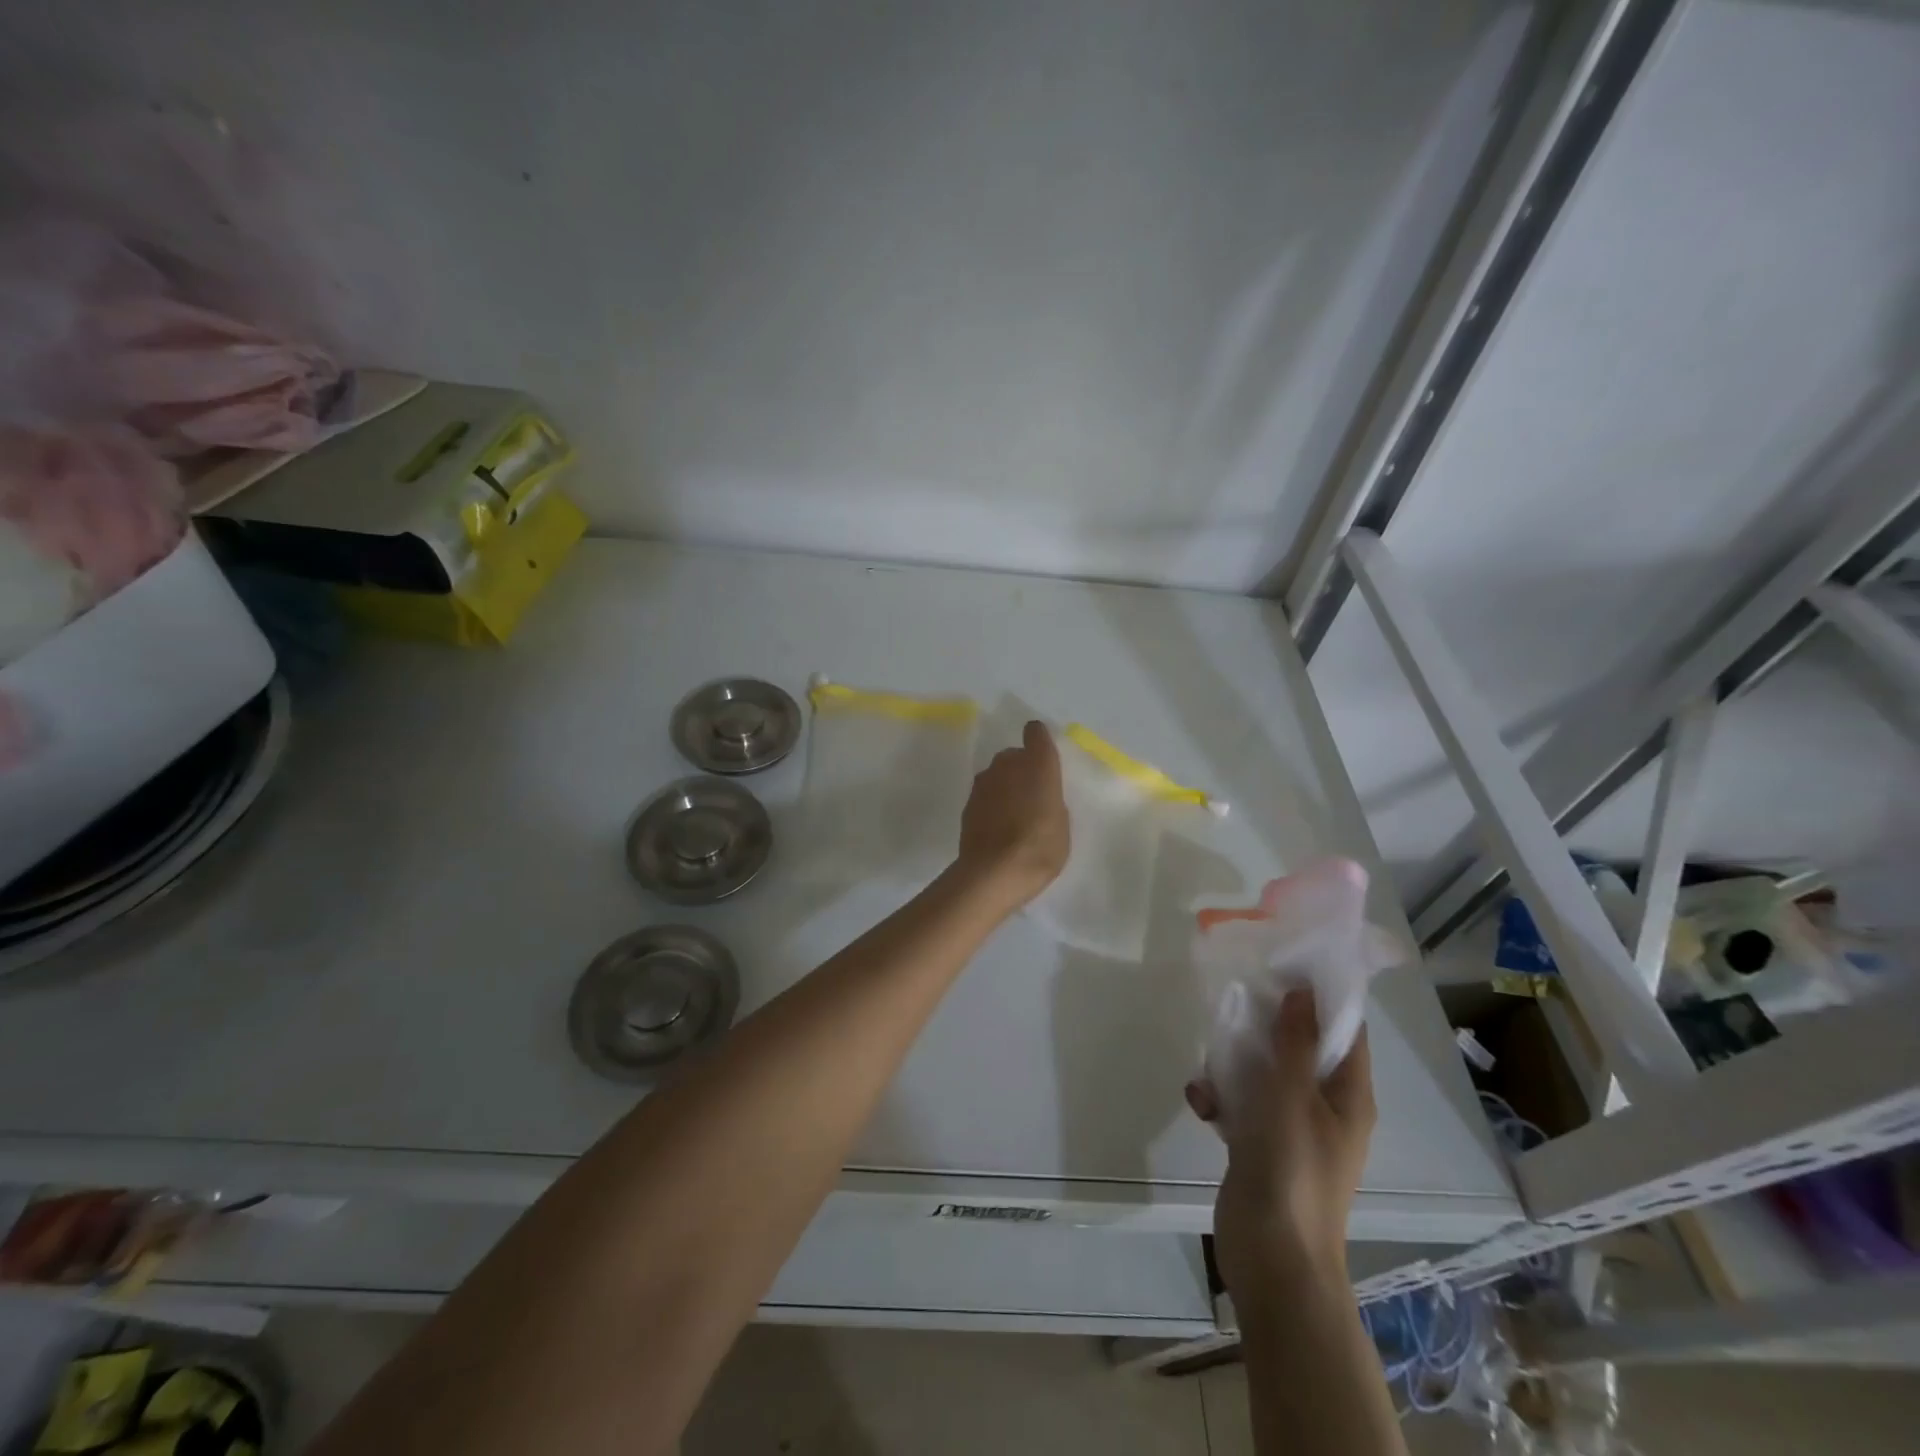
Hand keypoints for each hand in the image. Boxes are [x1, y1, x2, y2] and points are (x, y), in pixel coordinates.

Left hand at [955, 720, 1069, 909]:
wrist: (994, 872)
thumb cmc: (1040, 846)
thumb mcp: (1061, 822)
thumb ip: (1050, 798)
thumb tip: (1038, 795)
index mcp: (1037, 763)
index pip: (1036, 732)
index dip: (1039, 741)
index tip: (1043, 757)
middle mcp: (1007, 763)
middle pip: (1014, 755)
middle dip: (1022, 769)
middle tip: (1032, 797)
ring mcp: (983, 782)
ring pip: (997, 775)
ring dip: (1005, 787)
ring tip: (1014, 816)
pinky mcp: (967, 802)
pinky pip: (985, 795)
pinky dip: (991, 804)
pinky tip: (998, 828)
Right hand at [1185, 989, 1374, 1311]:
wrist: (1272, 1258)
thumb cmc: (1292, 1170)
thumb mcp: (1292, 1096)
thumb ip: (1295, 1043)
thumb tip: (1303, 992)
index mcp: (1348, 1096)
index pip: (1346, 1032)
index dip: (1322, 998)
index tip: (1285, 965)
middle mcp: (1325, 1108)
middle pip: (1299, 1049)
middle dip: (1267, 1026)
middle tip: (1235, 1000)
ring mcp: (1292, 1129)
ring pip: (1264, 1075)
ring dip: (1234, 1064)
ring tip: (1209, 1064)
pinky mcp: (1261, 1146)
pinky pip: (1242, 1105)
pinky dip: (1221, 1098)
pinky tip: (1200, 1102)